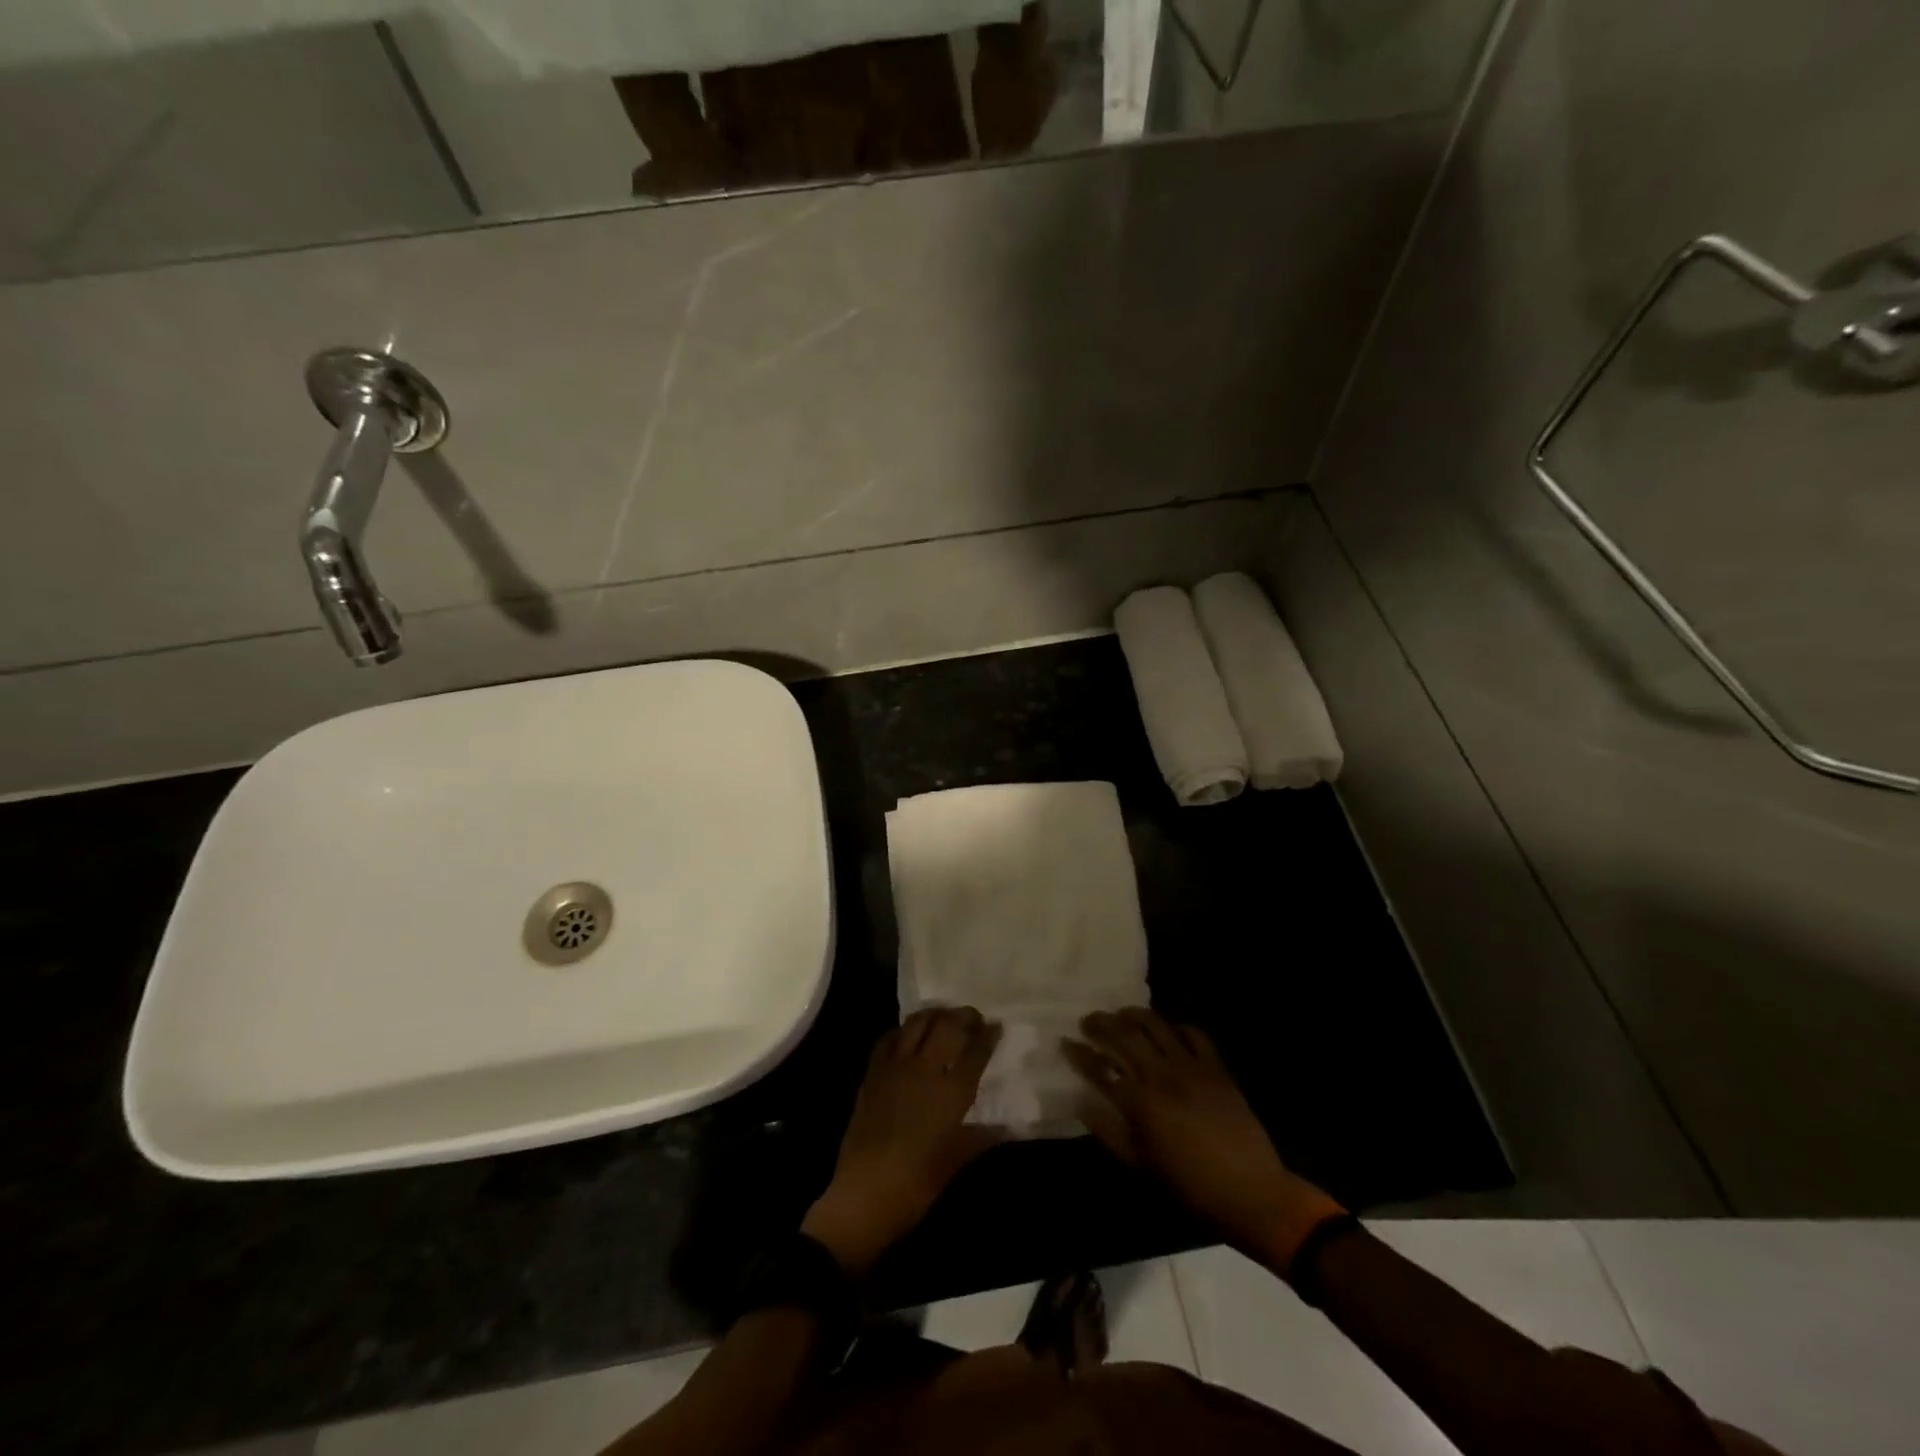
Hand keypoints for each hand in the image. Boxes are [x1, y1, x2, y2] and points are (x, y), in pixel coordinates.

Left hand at [802, 1007, 1001, 1275]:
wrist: (863, 1196)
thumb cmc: (917, 1185)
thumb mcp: (956, 1162)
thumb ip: (982, 1137)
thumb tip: (1007, 1127)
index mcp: (950, 1092)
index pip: (975, 1051)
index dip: (988, 1035)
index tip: (997, 1026)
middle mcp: (924, 1070)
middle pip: (947, 1026)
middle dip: (964, 1016)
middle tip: (973, 1019)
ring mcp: (894, 1068)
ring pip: (916, 1023)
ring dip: (934, 1015)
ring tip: (944, 1018)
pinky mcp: (872, 1073)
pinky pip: (888, 1039)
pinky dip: (902, 1031)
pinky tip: (908, 1037)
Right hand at [1063, 1008, 1343, 1268]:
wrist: (1253, 1195)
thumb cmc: (1190, 1189)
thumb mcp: (1141, 1169)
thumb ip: (1109, 1133)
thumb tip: (1083, 1104)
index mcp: (1141, 1104)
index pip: (1100, 1068)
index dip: (1080, 1053)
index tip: (1065, 1042)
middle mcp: (1163, 1076)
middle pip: (1125, 1036)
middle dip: (1101, 1024)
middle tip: (1088, 1020)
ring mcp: (1192, 1068)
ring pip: (1158, 1027)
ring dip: (1135, 1015)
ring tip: (1122, 1013)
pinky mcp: (1217, 1069)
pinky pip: (1195, 1036)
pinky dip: (1178, 1027)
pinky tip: (1169, 1030)